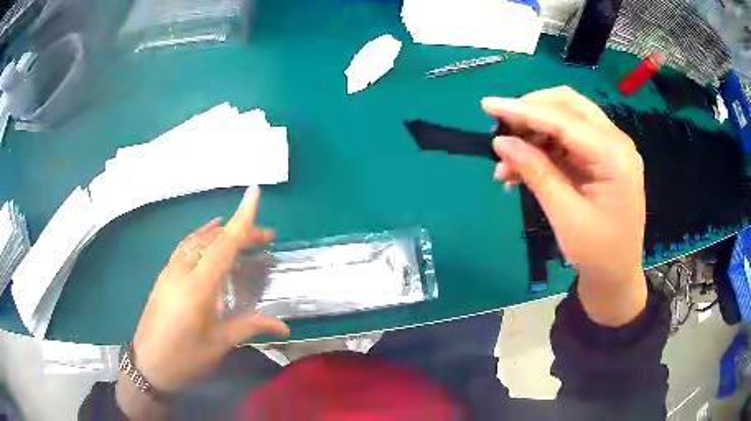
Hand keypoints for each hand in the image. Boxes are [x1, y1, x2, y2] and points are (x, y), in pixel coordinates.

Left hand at [130, 188, 288, 391]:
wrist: (148, 364)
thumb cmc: (185, 358)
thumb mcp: (219, 344)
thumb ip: (249, 326)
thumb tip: (284, 327)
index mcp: (198, 286)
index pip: (224, 245)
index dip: (242, 219)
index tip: (255, 192)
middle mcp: (183, 270)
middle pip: (215, 240)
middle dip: (241, 233)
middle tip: (267, 238)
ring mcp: (170, 270)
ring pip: (199, 241)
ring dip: (222, 235)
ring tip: (244, 239)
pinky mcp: (165, 275)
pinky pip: (186, 247)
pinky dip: (202, 238)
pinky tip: (210, 239)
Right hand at [482, 86, 646, 325]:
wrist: (617, 276)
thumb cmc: (598, 254)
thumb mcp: (566, 216)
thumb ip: (537, 173)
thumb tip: (501, 143)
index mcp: (615, 156)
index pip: (565, 120)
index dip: (524, 111)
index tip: (487, 105)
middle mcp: (616, 142)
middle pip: (569, 106)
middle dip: (531, 111)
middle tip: (501, 128)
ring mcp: (610, 149)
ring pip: (566, 119)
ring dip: (534, 133)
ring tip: (505, 160)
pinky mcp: (601, 158)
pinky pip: (568, 140)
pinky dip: (543, 148)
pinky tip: (520, 168)